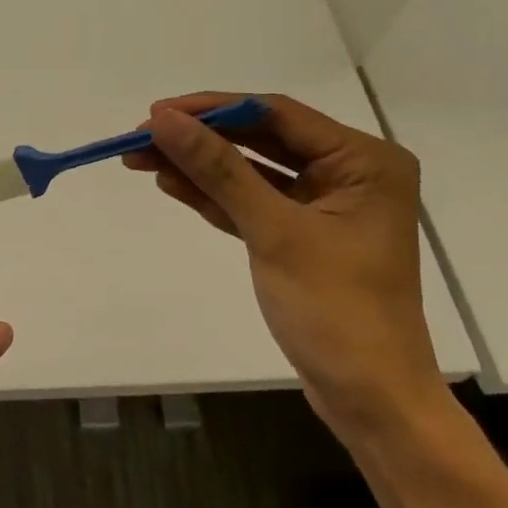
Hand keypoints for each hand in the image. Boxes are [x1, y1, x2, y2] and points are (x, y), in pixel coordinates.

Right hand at [123, 92, 446, 441]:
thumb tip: (164, 120)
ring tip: (139, 158)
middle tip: (139, 137)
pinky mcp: (301, 236)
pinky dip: (213, 196)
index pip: (277, 114)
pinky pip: (251, 203)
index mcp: (363, 161)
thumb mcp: (273, 232)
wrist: (368, 398)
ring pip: (251, 172)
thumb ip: (218, 170)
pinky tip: (170, 183)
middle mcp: (348, 173)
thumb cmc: (335, 310)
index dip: (212, 109)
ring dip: (198, 167)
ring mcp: (324, 206)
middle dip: (200, 139)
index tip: (156, 113)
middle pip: (261, 139)